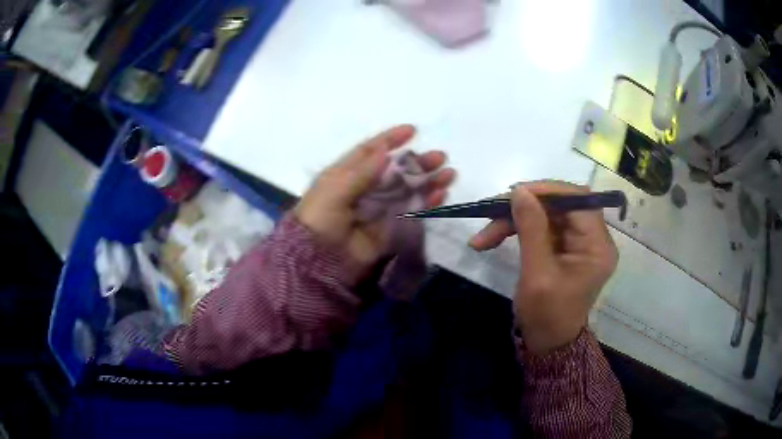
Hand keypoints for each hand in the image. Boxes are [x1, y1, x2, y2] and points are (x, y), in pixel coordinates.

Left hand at [294, 125, 455, 278]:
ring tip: (448, 174)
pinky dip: (426, 203)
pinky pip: (411, 212)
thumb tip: (385, 151)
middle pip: (395, 170)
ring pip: (407, 189)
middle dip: (417, 162)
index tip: (412, 130)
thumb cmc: (321, 219)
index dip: (390, 139)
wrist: (320, 261)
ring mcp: (379, 208)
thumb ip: (361, 172)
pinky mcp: (390, 228)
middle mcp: (365, 188)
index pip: (370, 152)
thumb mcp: (335, 190)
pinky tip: (441, 195)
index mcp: (347, 175)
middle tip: (439, 157)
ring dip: (428, 181)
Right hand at [468, 181, 617, 353]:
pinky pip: (540, 228)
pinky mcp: (563, 248)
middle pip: (560, 205)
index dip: (548, 190)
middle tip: (491, 212)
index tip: (515, 192)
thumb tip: (519, 191)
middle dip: (524, 208)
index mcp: (597, 246)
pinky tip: (492, 238)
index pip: (579, 200)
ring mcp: (577, 243)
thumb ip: (531, 229)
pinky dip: (516, 230)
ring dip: (514, 220)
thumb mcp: (537, 274)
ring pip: (545, 215)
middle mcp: (592, 238)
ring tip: (484, 235)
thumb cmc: (546, 316)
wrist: (545, 344)